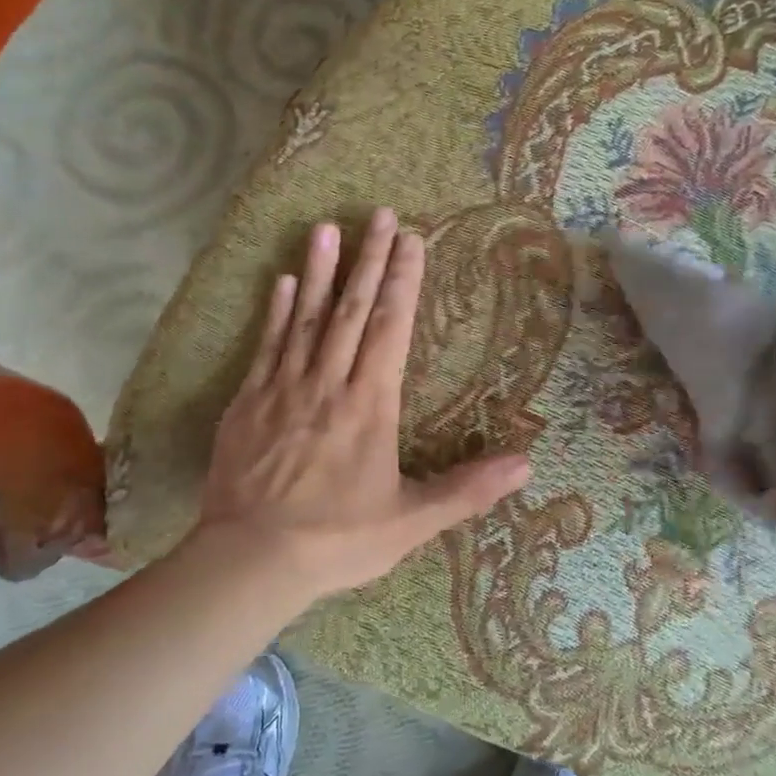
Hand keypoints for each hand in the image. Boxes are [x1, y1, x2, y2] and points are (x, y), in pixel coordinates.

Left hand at [190, 207, 530, 601]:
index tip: (411, 241)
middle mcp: (328, 384)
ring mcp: (283, 390)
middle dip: (370, 260)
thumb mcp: (411, 521)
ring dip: (319, 271)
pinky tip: (280, 282)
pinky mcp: (248, 404)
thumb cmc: (338, 539)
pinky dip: (276, 312)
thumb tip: (526, 465)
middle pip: (352, 311)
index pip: (391, 329)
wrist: (251, 560)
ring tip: (326, 228)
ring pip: (306, 319)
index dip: (403, 282)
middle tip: (380, 214)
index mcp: (370, 405)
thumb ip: (467, 490)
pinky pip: (266, 347)